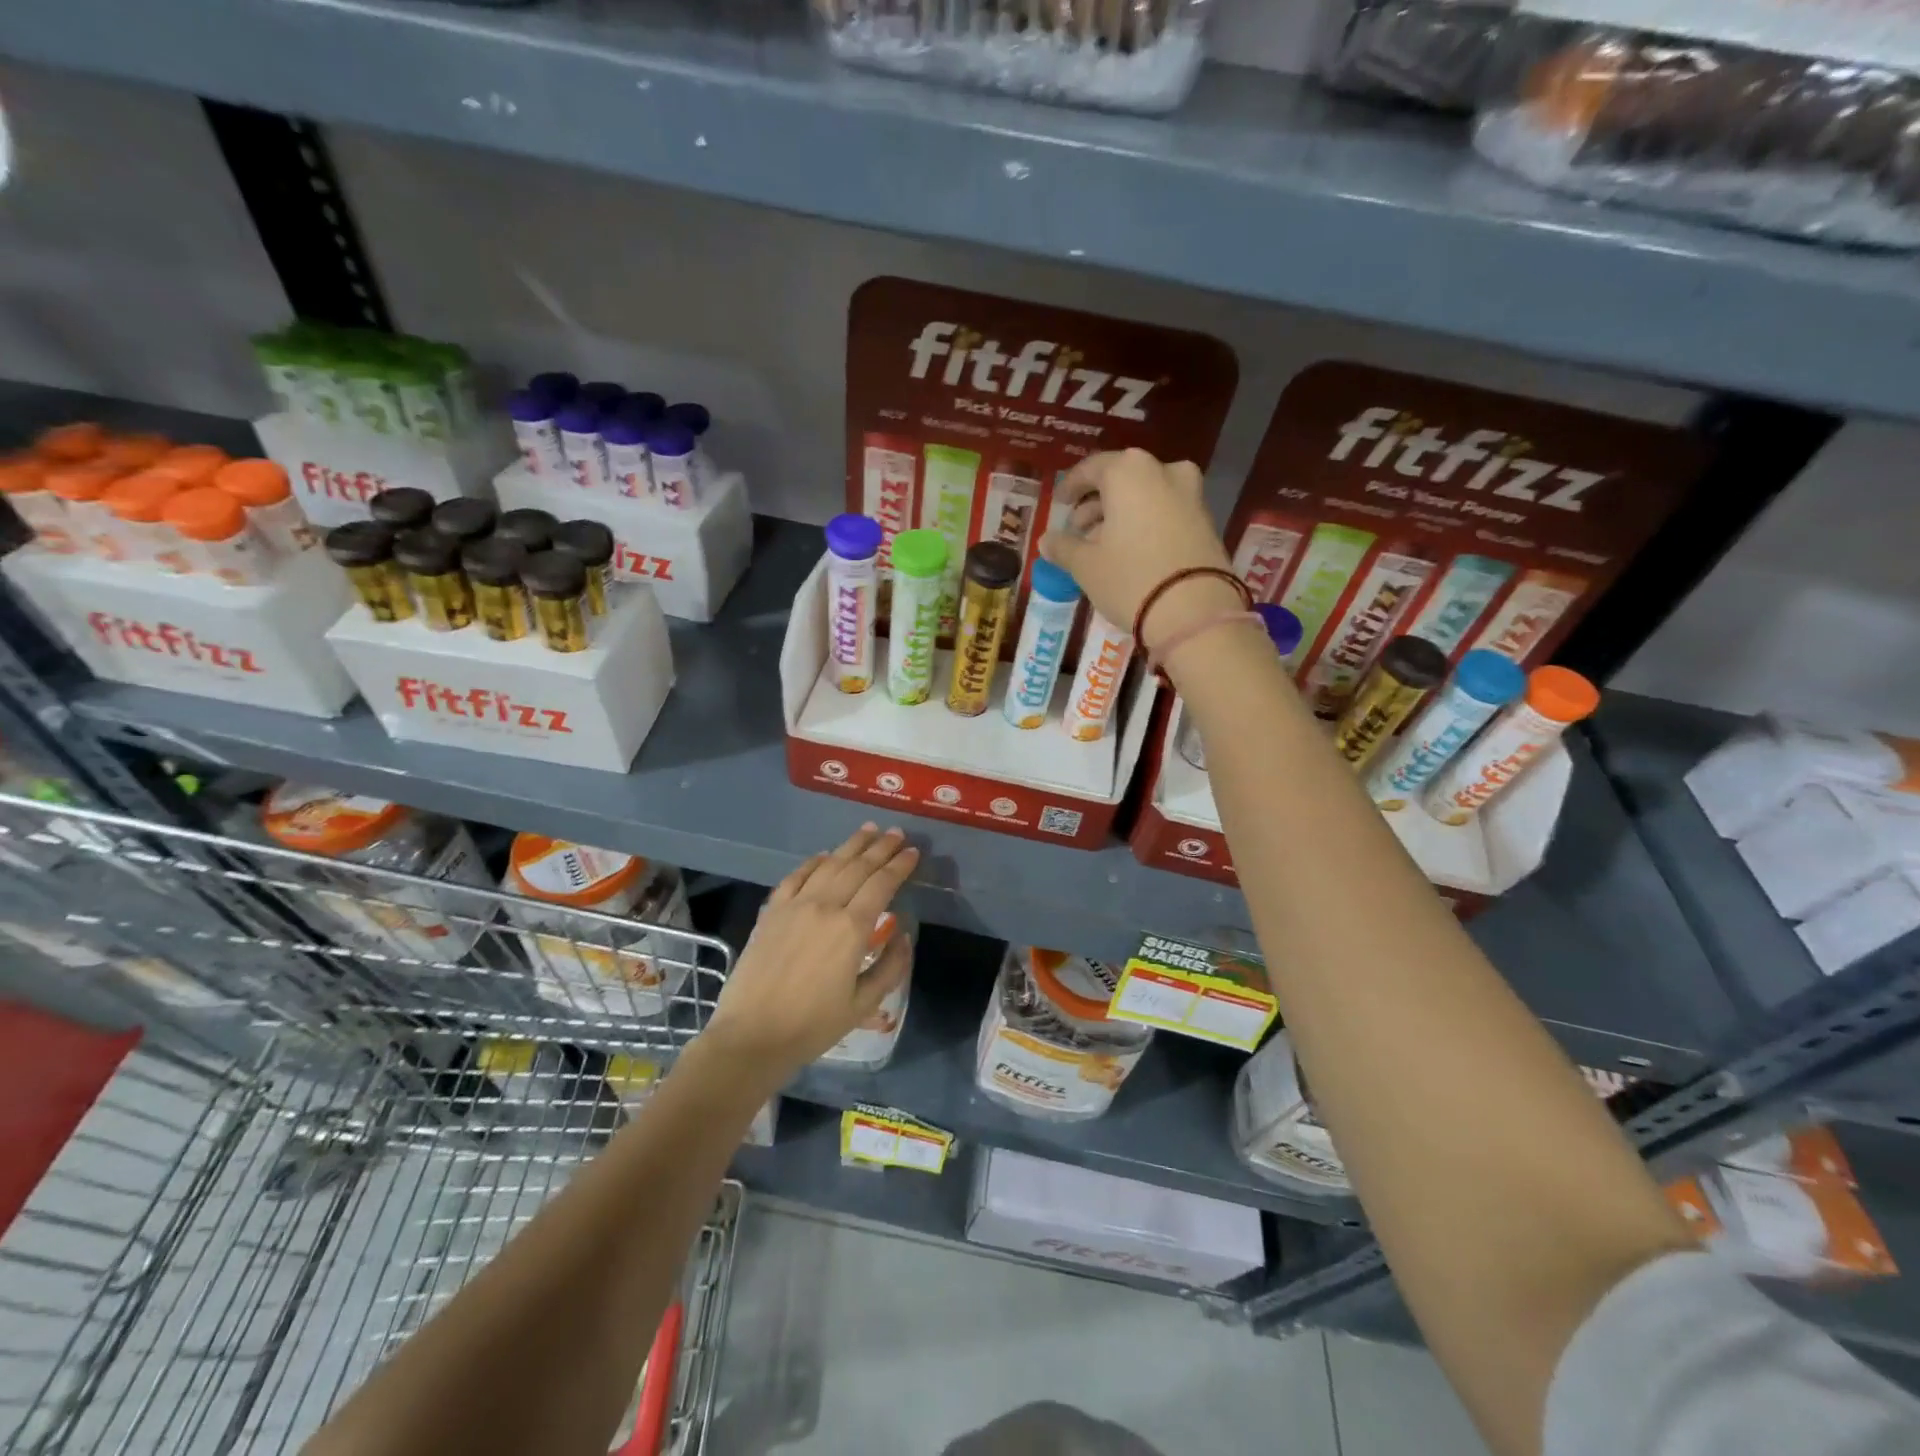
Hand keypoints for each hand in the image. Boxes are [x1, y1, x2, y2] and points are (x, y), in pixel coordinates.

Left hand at [704, 825, 917, 1081]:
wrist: (751, 1036)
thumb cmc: (812, 1026)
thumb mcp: (863, 1004)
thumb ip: (890, 967)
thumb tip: (903, 935)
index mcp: (852, 929)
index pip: (882, 884)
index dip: (900, 866)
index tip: (913, 852)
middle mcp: (825, 906)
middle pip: (858, 867)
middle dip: (881, 848)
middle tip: (897, 833)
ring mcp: (795, 905)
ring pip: (829, 864)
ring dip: (851, 845)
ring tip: (869, 830)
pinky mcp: (771, 911)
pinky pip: (796, 876)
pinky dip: (814, 861)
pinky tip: (825, 855)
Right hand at [1040, 449, 1242, 654]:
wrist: (1195, 613)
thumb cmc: (1130, 579)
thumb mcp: (1086, 566)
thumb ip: (1063, 547)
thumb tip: (1047, 540)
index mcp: (1129, 472)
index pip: (1091, 468)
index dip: (1071, 487)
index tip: (1059, 504)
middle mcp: (1163, 471)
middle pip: (1121, 480)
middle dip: (1097, 504)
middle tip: (1078, 530)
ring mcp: (1191, 494)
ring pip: (1146, 495)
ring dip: (1121, 515)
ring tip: (1102, 545)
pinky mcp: (1206, 521)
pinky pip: (1166, 512)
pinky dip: (1146, 523)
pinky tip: (1131, 552)